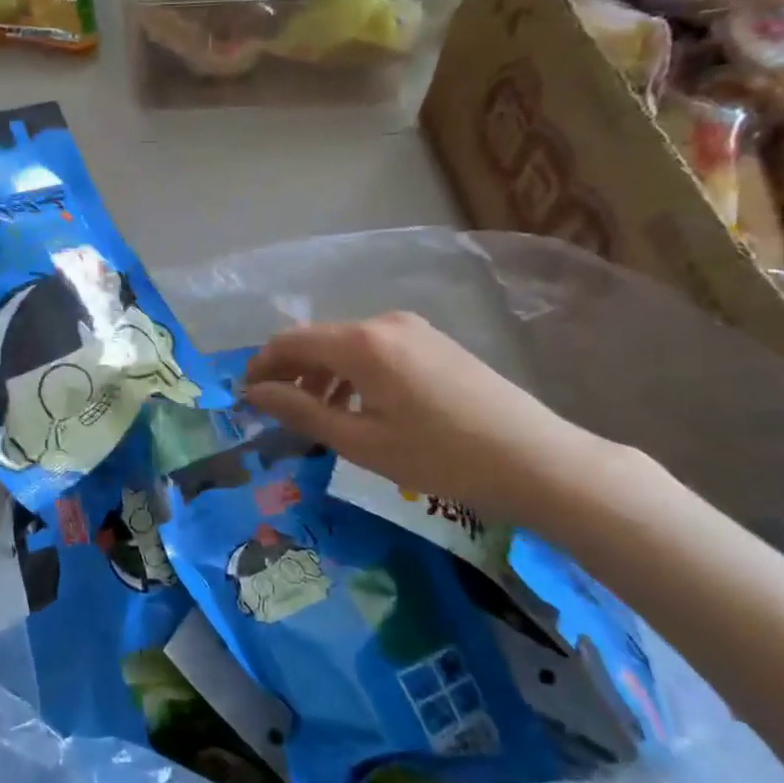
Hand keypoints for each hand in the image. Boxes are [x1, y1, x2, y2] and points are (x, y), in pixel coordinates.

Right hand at [241, 312, 620, 527]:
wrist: (537, 459)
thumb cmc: (441, 457)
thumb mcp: (361, 442)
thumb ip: (301, 411)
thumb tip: (254, 393)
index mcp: (361, 343)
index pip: (289, 341)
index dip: (261, 366)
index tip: (245, 397)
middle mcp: (383, 322)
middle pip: (317, 339)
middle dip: (289, 371)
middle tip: (276, 411)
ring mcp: (413, 329)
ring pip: (346, 344)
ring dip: (321, 374)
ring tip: (317, 414)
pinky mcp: (434, 342)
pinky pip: (374, 348)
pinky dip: (351, 372)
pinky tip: (360, 405)